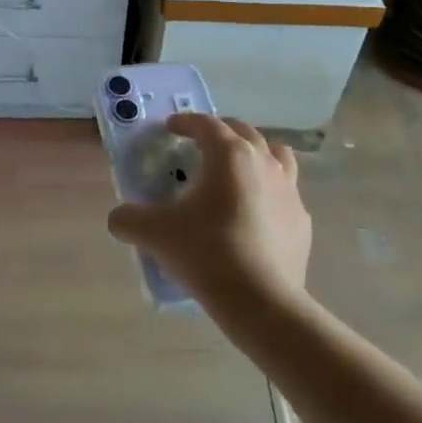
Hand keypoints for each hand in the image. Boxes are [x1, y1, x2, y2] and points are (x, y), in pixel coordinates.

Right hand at [107, 113, 310, 316]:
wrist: (261, 300)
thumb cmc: (207, 253)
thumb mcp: (156, 235)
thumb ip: (130, 220)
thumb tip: (119, 218)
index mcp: (229, 154)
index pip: (206, 124)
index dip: (185, 122)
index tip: (171, 128)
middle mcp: (263, 161)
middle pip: (243, 131)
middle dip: (220, 132)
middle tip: (201, 144)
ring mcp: (289, 189)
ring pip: (275, 154)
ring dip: (255, 153)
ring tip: (238, 169)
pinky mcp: (302, 219)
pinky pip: (286, 192)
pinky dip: (270, 191)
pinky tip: (257, 212)